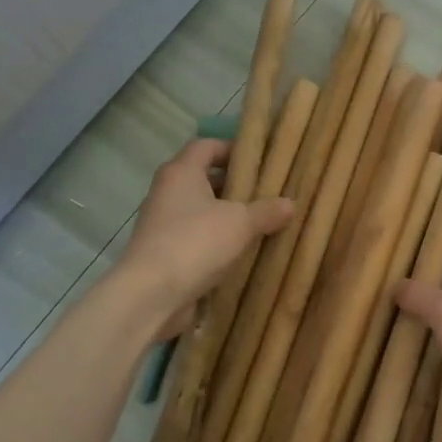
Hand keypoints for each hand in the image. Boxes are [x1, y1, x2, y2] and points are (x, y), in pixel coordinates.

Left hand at [120, 139, 293, 332]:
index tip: (260, 160)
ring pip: (201, 211)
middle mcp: (167, 193)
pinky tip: (243, 252)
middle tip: (268, 193)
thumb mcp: (241, 223)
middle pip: (204, 179)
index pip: (206, 146)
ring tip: (261, 224)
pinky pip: (196, 238)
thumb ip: (267, 211)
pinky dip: (217, 242)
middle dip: (235, 186)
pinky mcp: (165, 253)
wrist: (151, 295)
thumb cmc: (195, 243)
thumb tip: (290, 203)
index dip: (232, 148)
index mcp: (181, 173)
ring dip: (228, 217)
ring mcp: (163, 225)